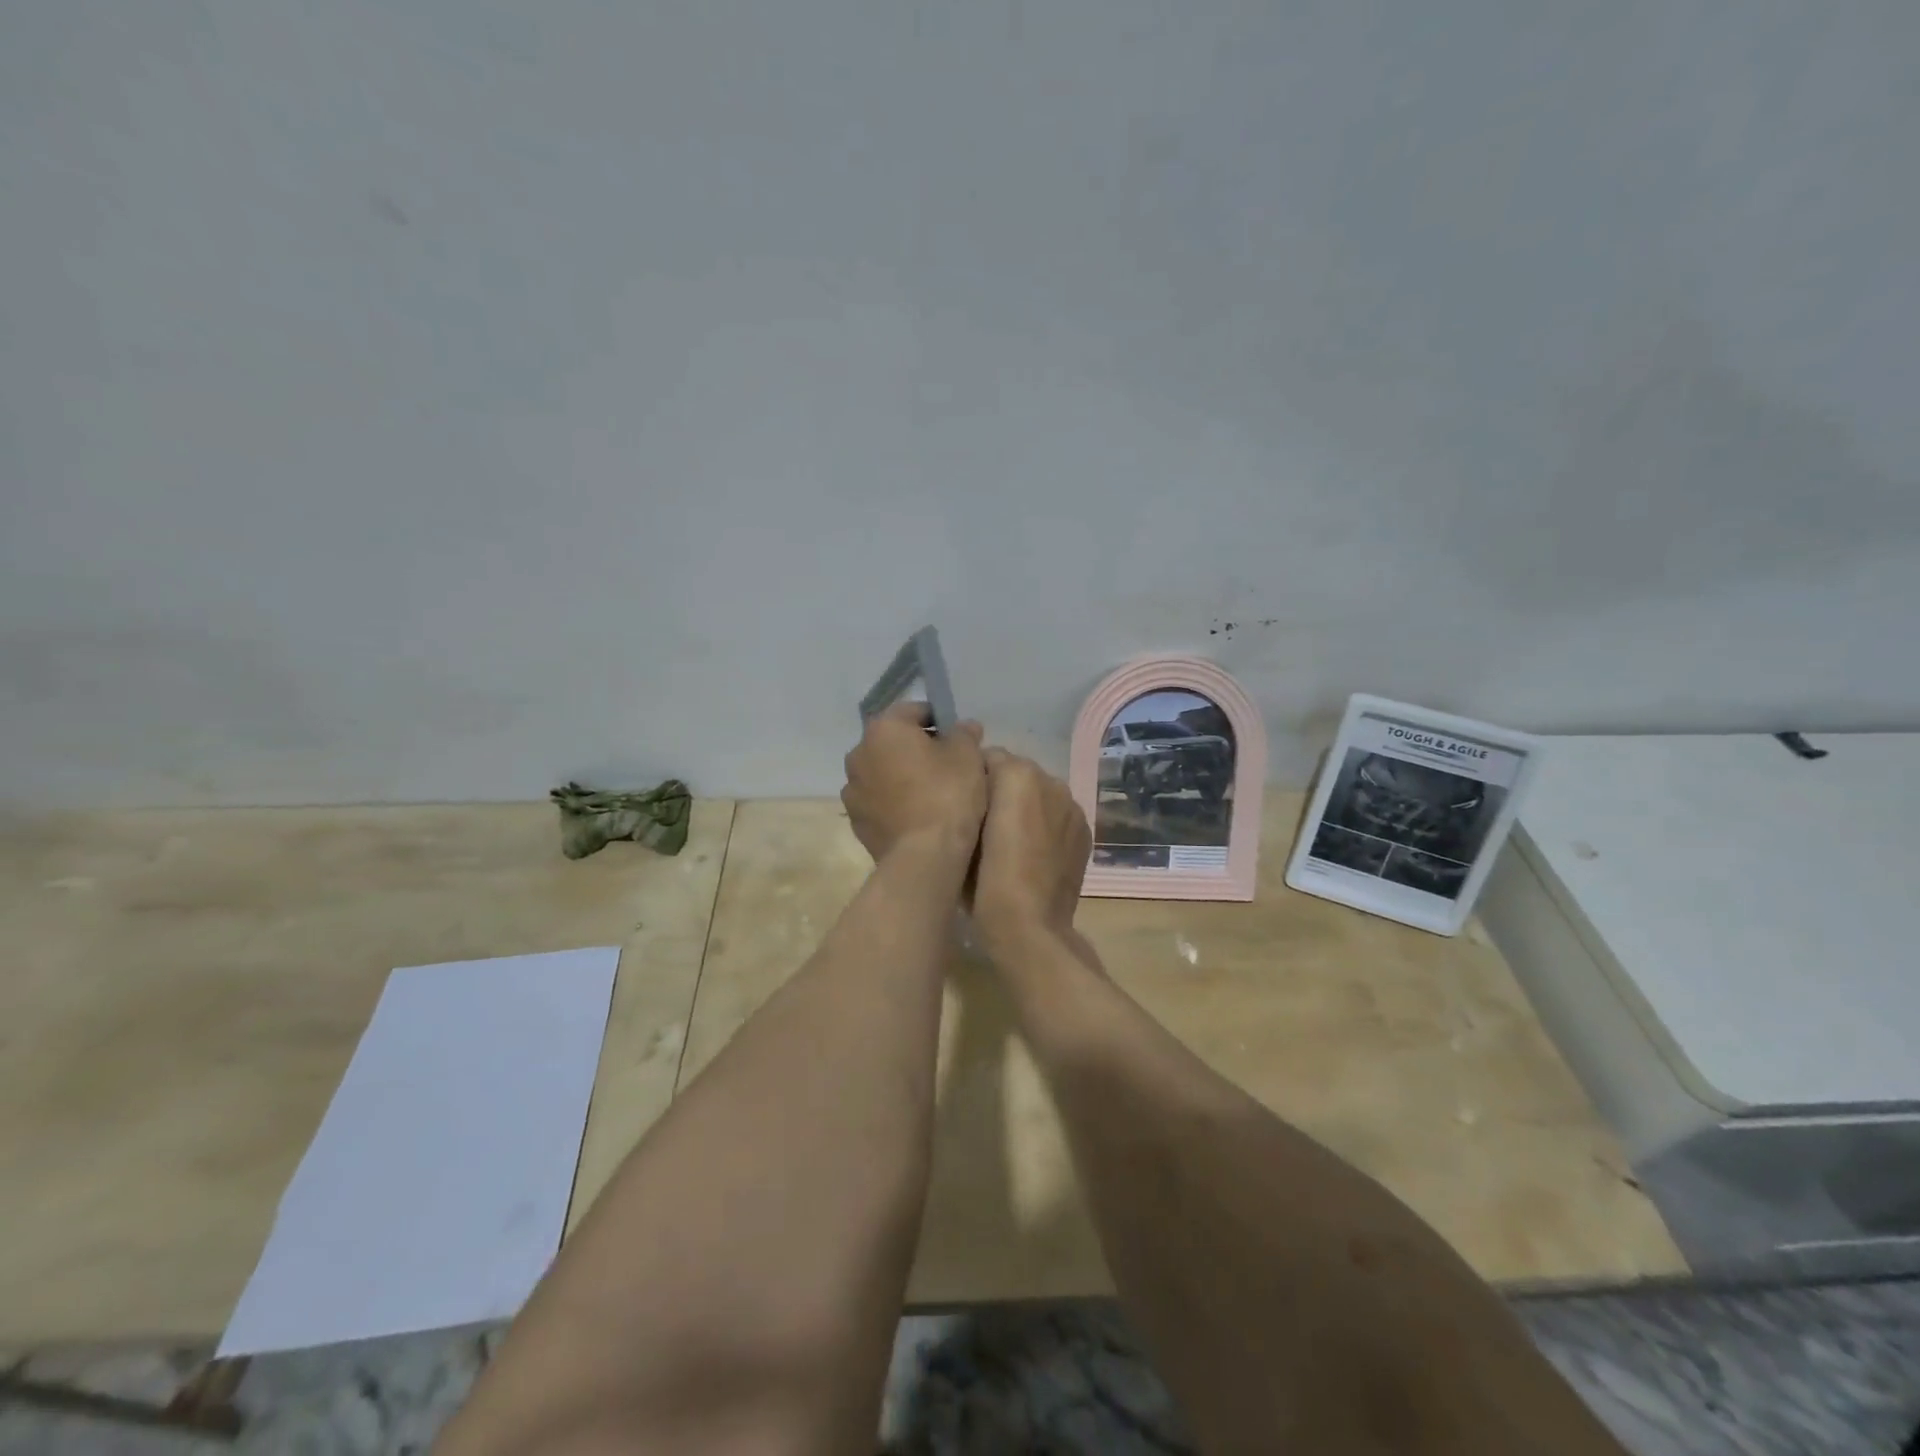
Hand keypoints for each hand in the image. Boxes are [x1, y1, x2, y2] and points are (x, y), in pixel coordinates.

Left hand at [841, 702, 987, 864]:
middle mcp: (858, 753)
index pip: (914, 711)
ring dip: (901, 776)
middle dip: (917, 748)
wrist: (925, 856)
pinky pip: (879, 802)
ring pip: (883, 773)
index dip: (939, 720)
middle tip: (947, 766)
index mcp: (884, 729)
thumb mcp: (968, 756)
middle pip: (893, 742)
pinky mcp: (856, 822)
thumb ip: (964, 733)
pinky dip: (894, 802)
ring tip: (931, 794)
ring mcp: (853, 790)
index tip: (958, 738)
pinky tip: (917, 816)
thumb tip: (964, 726)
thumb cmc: (948, 795)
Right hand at [974, 748, 1091, 952]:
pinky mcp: (1084, 830)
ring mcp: (1072, 806)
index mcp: (1017, 774)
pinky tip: (1034, 853)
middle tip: (985, 824)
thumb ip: (970, 797)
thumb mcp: (961, 832)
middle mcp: (1050, 780)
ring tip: (1011, 840)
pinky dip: (1047, 824)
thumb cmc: (984, 879)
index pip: (989, 757)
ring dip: (1026, 806)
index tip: (964, 804)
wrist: (1029, 925)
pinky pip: (1058, 814)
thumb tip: (975, 790)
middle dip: (1002, 790)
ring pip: (1041, 793)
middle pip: (1017, 773)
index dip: (974, 779)